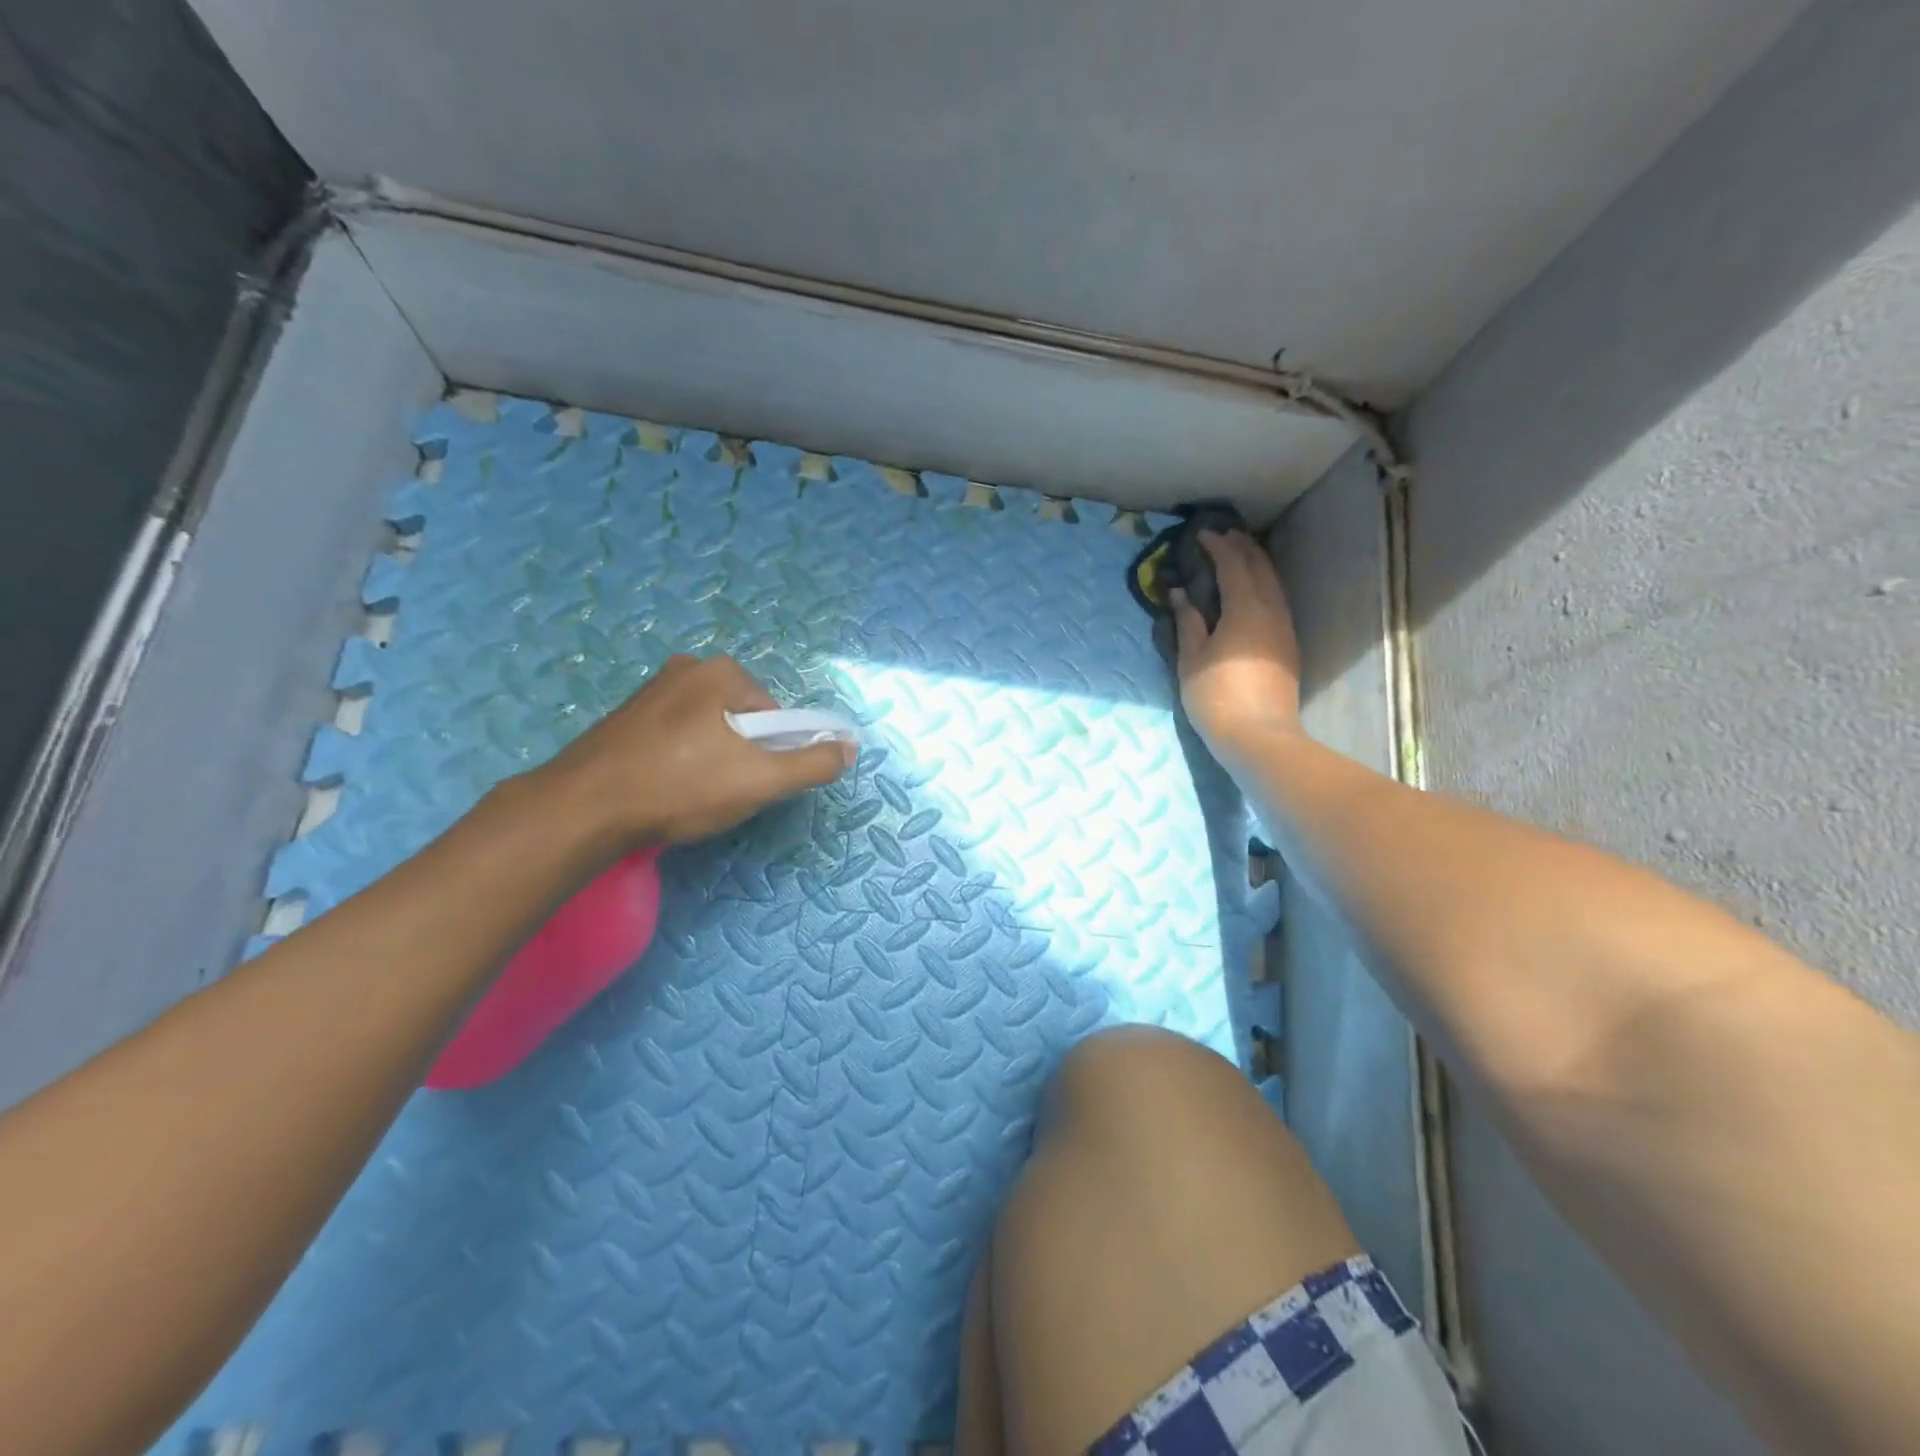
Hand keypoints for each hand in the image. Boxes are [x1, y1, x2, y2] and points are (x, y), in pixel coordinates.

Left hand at [533, 654, 854, 851]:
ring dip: (710, 760)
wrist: (583, 809)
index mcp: (721, 672)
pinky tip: (663, 789)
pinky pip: (674, 737)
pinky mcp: (624, 718)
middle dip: (740, 756)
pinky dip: (679, 761)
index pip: (775, 716)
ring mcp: (650, 691)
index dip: (773, 754)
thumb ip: (813, 763)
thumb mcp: (760, 779)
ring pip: (707, 730)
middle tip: (721, 793)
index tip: (752, 785)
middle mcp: (686, 669)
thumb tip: (850, 746)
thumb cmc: (680, 787)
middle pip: (741, 720)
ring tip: (689, 796)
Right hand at [1171, 530, 1303, 752]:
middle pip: (1261, 568)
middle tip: (1223, 537)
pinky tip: (1252, 592)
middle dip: (1242, 548)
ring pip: (1274, 584)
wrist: (1258, 736)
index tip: (1201, 534)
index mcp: (1245, 608)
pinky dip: (1263, 586)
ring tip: (1239, 557)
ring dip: (1256, 565)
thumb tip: (1180, 593)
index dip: (1218, 546)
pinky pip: (1277, 601)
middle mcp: (1271, 610)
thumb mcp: (1192, 659)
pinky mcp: (1288, 646)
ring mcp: (1284, 628)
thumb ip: (1188, 622)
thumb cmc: (1216, 696)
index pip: (1233, 565)